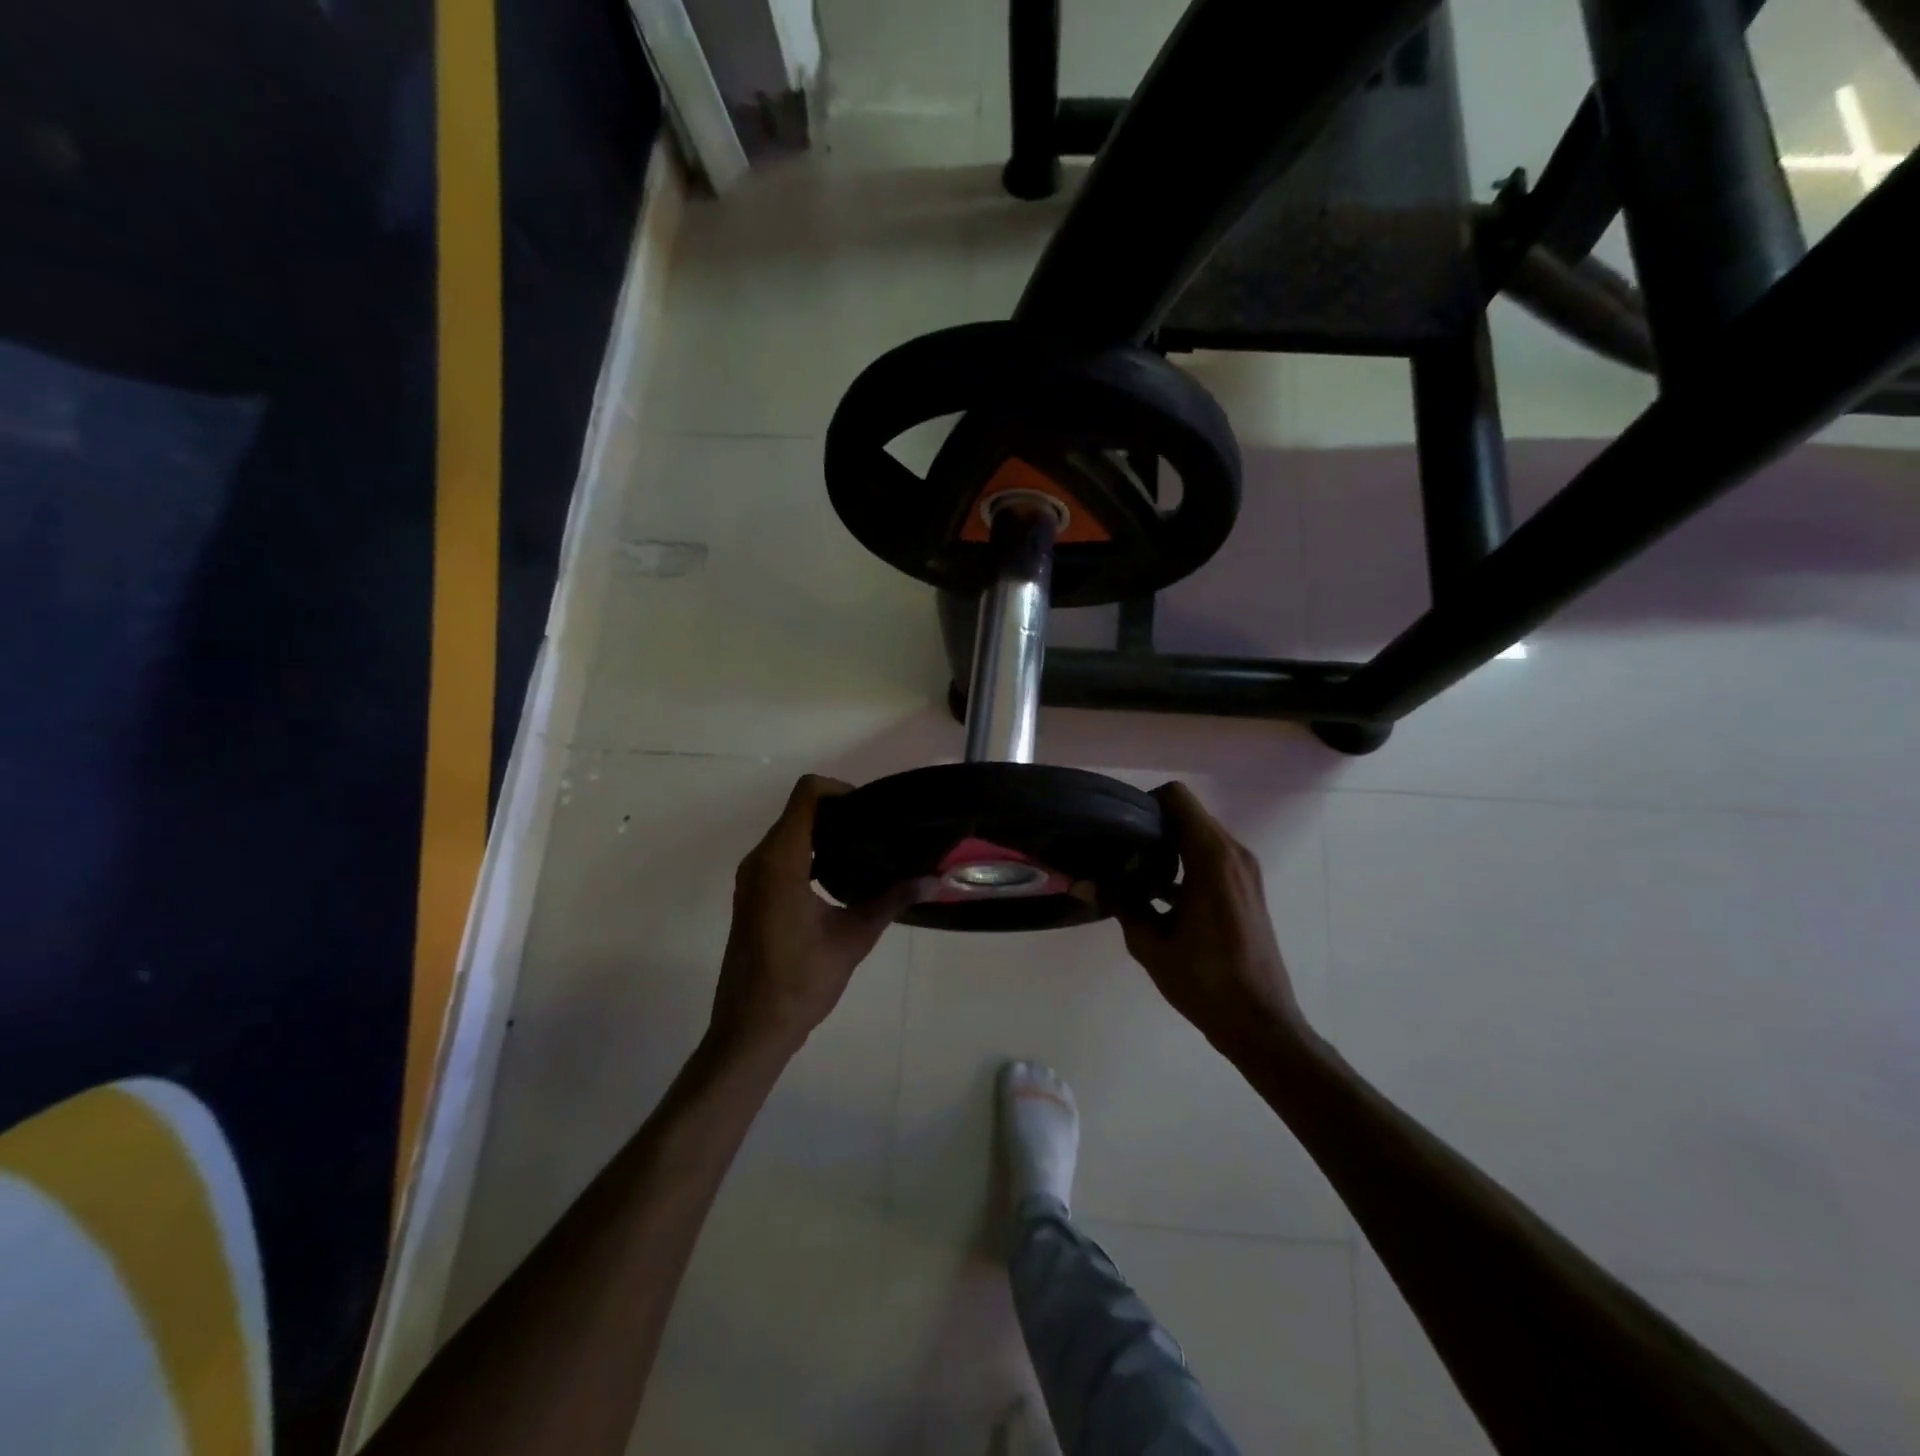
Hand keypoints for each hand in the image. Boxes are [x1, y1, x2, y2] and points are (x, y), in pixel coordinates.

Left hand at [710, 775, 921, 1057]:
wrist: (751, 1030)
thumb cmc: (800, 982)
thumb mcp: (852, 939)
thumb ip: (891, 901)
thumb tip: (934, 879)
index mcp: (780, 861)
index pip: (807, 794)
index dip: (842, 790)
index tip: (873, 812)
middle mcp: (760, 860)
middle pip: (799, 810)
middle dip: (839, 812)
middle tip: (879, 830)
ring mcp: (752, 878)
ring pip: (790, 832)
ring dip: (825, 833)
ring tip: (867, 850)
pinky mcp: (753, 894)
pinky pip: (782, 854)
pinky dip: (811, 852)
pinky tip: (841, 876)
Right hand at [1117, 782, 1312, 1061]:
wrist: (1259, 1022)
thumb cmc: (1204, 980)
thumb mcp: (1150, 942)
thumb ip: (1119, 902)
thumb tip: (1080, 881)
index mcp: (1212, 857)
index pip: (1177, 798)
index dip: (1145, 804)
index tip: (1120, 828)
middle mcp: (1234, 853)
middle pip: (1188, 814)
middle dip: (1153, 825)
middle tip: (1119, 850)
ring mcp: (1245, 870)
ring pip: (1200, 834)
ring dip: (1169, 844)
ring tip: (1134, 871)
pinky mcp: (1247, 888)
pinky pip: (1212, 856)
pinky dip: (1186, 861)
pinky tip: (1160, 892)